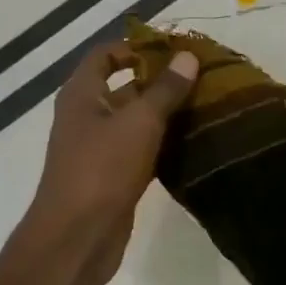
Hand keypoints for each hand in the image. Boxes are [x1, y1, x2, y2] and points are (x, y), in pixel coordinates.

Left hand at [21, 40, 199, 284]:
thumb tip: (187, 57)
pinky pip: (140, 150)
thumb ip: (165, 89)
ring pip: (135, 121)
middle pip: (124, 87)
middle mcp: (86, 116)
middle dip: (160, 82)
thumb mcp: (139, 122)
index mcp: (82, 94)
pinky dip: (163, 144)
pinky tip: (194, 143)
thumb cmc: (102, 169)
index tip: (175, 51)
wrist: (78, 236)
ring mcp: (98, 148)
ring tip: (207, 107)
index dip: (137, 47)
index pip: (106, 54)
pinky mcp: (113, 176)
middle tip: (202, 79)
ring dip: (166, 114)